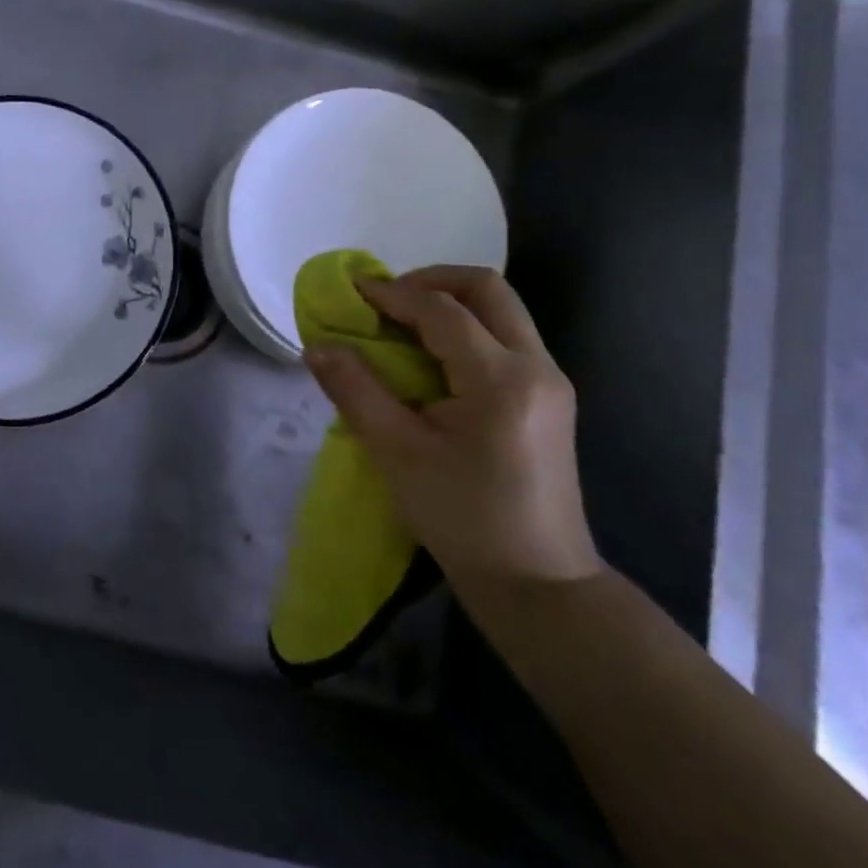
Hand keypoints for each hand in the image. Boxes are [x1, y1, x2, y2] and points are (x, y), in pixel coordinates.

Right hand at [302, 267, 600, 595]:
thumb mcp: (398, 455)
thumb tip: (316, 346)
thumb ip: (356, 390)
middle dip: (430, 280)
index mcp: (500, 380)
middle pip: (486, 288)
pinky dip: (467, 326)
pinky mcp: (551, 397)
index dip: (391, 292)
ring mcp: (551, 380)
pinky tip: (432, 356)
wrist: (540, 587)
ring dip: (450, 301)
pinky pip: (507, 336)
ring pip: (502, 309)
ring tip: (403, 323)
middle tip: (386, 300)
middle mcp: (536, 367)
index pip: (441, 309)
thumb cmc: (464, 521)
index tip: (351, 292)